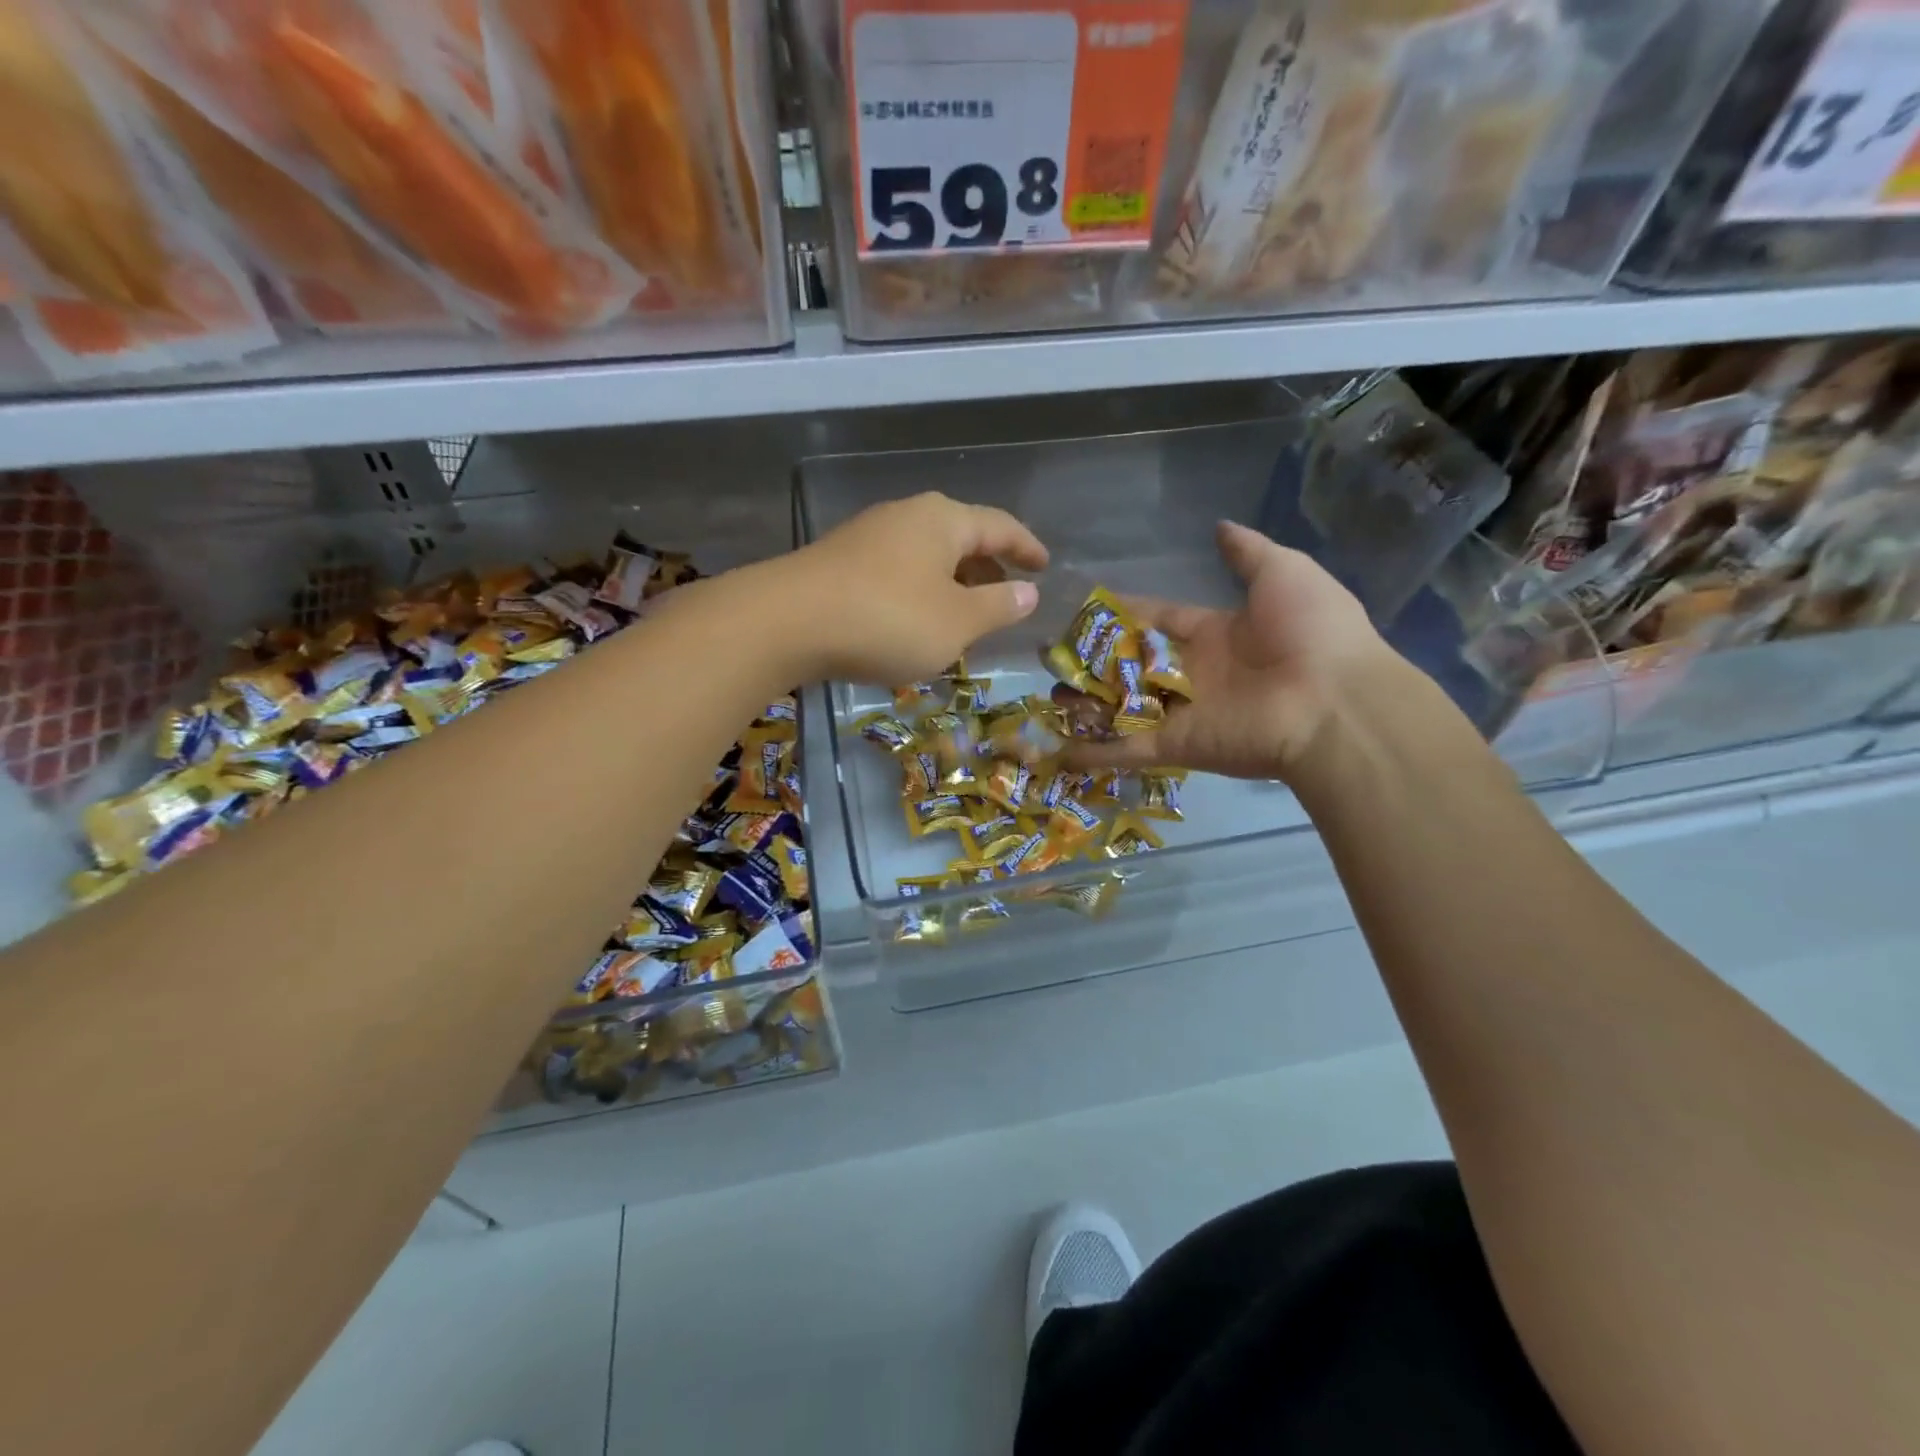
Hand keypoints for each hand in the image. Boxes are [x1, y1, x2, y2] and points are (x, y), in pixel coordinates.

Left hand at [775, 492, 1048, 683]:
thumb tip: (1028, 592)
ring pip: (925, 556)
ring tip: (963, 616)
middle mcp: (906, 516)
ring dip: (951, 583)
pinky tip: (914, 622)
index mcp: (943, 521)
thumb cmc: (888, 620)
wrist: (786, 622)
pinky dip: (918, 593)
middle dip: (987, 567)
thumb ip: (998, 606)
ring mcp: (867, 537)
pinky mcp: (839, 562)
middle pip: (960, 537)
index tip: (1044, 565)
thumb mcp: (956, 623)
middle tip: (1006, 595)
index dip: (1026, 547)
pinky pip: (896, 572)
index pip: (1000, 527)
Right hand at [1063, 521, 1390, 784]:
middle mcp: (1194, 674)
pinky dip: (1092, 753)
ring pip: (1122, 707)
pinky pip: (1125, 749)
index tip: (1087, 606)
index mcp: (1217, 634)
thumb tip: (1219, 526)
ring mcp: (1181, 713)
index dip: (1126, 612)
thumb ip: (1247, 552)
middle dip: (1095, 658)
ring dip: (1086, 704)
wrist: (1333, 702)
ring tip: (1046, 694)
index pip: (1160, 619)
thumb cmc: (1309, 631)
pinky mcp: (1173, 746)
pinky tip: (1054, 749)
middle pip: (1133, 664)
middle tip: (1052, 653)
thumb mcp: (1283, 572)